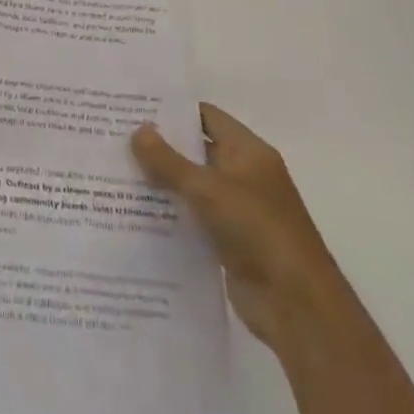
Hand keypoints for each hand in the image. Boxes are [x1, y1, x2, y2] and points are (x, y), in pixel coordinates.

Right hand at [132, 103, 334, 350]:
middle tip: (117, 139)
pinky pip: (194, 219)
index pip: (207, 117)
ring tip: (117, 173)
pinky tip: (136, 214)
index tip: (135, 108)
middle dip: (161, 146)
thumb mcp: (208, 190)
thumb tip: (139, 130)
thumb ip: (170, 161)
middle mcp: (244, 175)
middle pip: (197, 150)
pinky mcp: (229, 242)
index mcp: (248, 152)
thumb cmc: (257, 230)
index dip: (174, 111)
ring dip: (162, 183)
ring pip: (193, 187)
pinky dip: (171, 215)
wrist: (296, 305)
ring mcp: (238, 210)